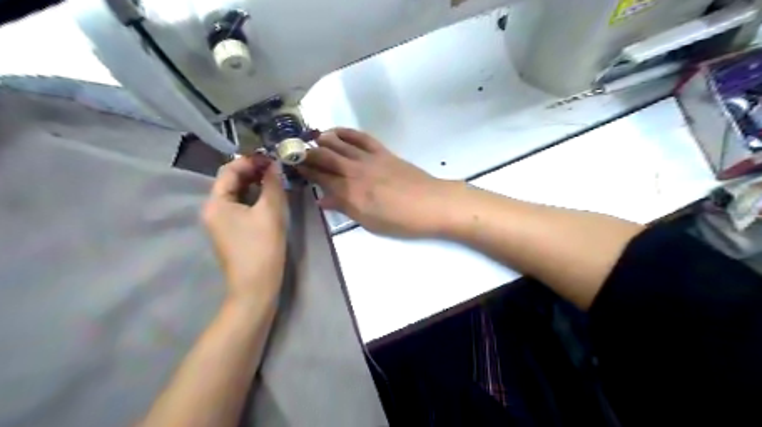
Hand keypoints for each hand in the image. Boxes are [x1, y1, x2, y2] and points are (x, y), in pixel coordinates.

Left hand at [201, 156, 286, 304]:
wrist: (255, 287)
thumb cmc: (261, 248)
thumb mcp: (270, 212)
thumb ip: (272, 185)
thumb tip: (275, 165)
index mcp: (216, 203)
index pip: (229, 170)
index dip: (250, 160)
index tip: (272, 157)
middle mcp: (213, 210)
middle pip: (231, 182)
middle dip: (253, 172)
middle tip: (277, 168)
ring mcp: (221, 222)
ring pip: (237, 194)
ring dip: (255, 184)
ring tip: (276, 180)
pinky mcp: (231, 232)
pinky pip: (240, 207)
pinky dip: (254, 198)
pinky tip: (270, 198)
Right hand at [297, 127, 454, 239]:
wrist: (431, 204)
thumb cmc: (400, 220)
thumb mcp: (369, 222)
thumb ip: (345, 207)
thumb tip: (322, 200)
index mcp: (349, 191)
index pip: (319, 177)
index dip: (304, 170)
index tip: (291, 165)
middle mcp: (354, 171)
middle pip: (324, 157)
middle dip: (307, 153)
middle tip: (295, 151)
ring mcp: (369, 158)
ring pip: (339, 143)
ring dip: (323, 139)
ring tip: (312, 139)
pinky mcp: (382, 152)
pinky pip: (361, 138)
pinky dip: (346, 132)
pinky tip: (337, 132)